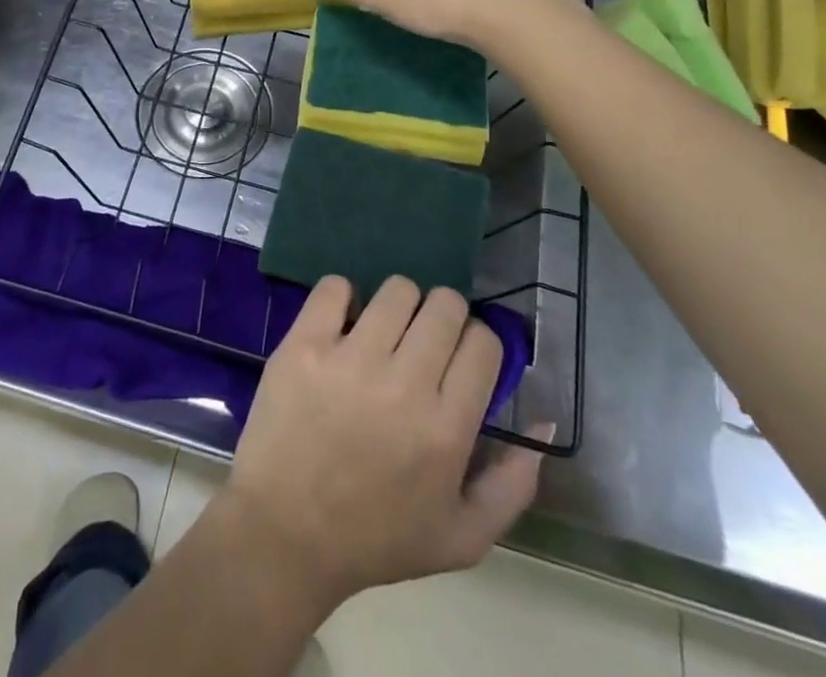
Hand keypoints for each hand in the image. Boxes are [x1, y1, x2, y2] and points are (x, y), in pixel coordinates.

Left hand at [221, 276, 547, 609]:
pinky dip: (343, 296)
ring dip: (398, 305)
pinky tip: (342, 323)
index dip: (476, 344)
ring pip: (397, 290)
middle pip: (445, 305)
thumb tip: (540, 421)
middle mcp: (405, 384)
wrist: (286, 532)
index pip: (483, 344)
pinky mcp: (306, 344)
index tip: (459, 358)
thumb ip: (513, 486)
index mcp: (447, 429)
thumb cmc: (376, 538)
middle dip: (443, 316)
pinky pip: (335, 287)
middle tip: (423, 341)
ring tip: (384, 331)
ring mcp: (352, 359)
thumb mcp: (462, 538)